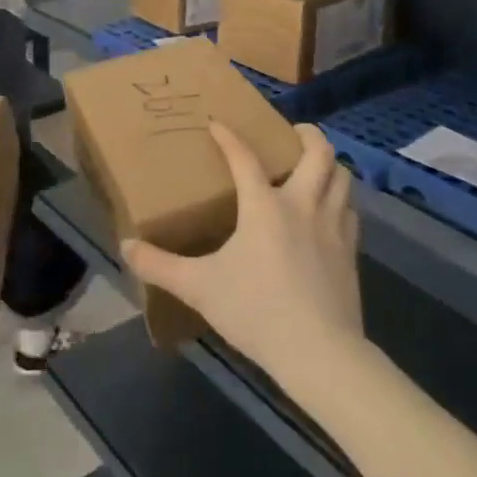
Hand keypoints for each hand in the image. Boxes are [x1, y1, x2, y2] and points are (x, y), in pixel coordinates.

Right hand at [122, 122, 362, 388]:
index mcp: (264, 206)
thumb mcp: (200, 288)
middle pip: (318, 153)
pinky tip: (330, 211)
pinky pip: (350, 211)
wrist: (320, 353)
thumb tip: (126, 247)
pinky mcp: (351, 252)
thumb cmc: (256, 311)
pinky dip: (341, 200)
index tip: (217, 123)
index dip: (229, 137)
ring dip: (330, 164)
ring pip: (342, 177)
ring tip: (315, 166)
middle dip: (307, 134)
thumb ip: (161, 266)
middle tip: (293, 132)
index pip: (244, 158)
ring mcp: (333, 227)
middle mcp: (302, 205)